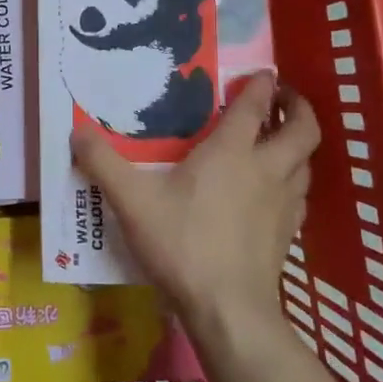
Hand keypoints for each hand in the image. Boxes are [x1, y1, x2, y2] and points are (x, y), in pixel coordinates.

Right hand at [71, 72, 318, 340]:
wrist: (228, 309)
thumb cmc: (181, 244)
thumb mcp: (131, 202)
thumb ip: (103, 163)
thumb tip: (76, 131)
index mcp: (232, 152)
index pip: (256, 106)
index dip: (262, 84)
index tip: (262, 72)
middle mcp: (267, 169)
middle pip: (303, 128)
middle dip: (298, 107)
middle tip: (283, 98)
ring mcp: (284, 203)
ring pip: (306, 162)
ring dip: (298, 144)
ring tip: (280, 139)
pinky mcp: (289, 233)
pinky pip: (301, 194)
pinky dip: (295, 180)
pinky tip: (277, 190)